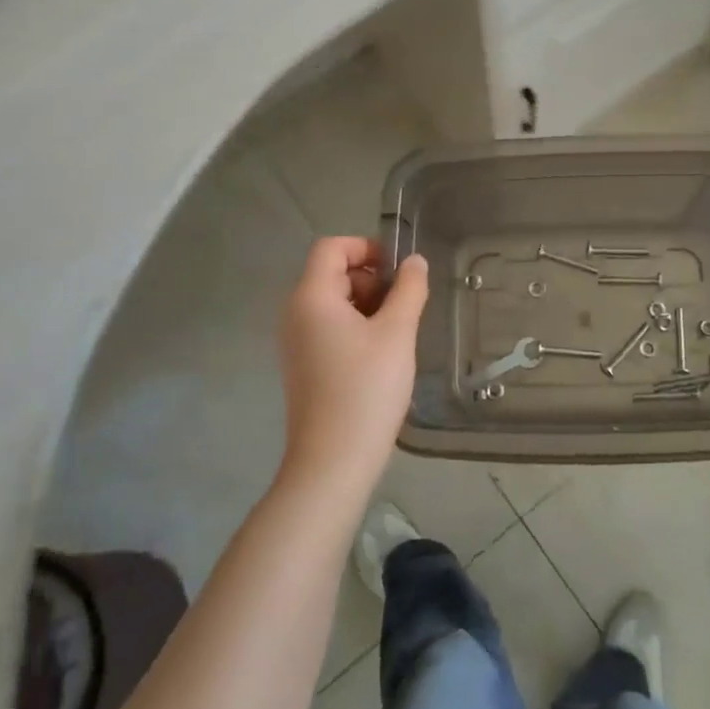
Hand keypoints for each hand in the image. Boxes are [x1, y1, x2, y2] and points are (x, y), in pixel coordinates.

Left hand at [278, 238, 428, 494]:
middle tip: (404, 305)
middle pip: (332, 274)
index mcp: (311, 297)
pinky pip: (328, 330)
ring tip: (398, 332)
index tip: (398, 270)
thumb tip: (414, 262)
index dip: (366, 247)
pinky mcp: (303, 367)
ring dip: (367, 305)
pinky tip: (382, 355)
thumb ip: (409, 289)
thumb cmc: (366, 388)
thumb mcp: (397, 333)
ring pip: (333, 304)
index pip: (331, 247)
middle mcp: (295, 314)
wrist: (333, 461)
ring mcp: (296, 343)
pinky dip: (355, 328)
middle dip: (371, 279)